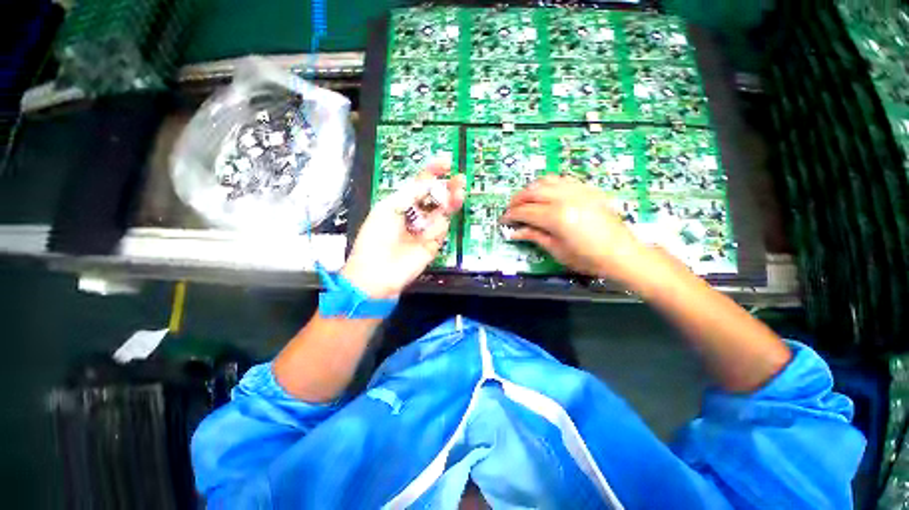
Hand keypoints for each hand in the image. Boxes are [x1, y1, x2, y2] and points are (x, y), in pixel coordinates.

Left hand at [341, 161, 465, 297]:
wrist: (377, 273)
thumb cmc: (376, 237)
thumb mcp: (388, 209)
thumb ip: (409, 195)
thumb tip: (428, 182)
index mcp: (400, 204)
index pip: (419, 185)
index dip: (431, 173)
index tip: (445, 162)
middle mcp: (415, 215)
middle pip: (434, 198)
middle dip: (446, 186)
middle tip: (458, 178)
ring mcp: (425, 230)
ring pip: (442, 212)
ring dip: (451, 200)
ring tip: (460, 189)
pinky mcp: (433, 244)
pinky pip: (441, 228)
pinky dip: (444, 219)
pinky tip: (446, 211)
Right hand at [501, 176, 652, 285]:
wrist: (621, 253)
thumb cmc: (587, 258)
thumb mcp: (557, 250)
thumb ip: (534, 236)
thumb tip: (514, 232)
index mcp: (557, 217)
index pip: (525, 211)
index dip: (511, 215)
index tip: (503, 220)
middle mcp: (565, 198)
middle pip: (532, 191)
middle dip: (517, 200)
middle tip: (511, 210)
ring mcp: (578, 191)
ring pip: (546, 181)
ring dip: (531, 189)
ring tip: (525, 200)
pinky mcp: (587, 190)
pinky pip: (562, 179)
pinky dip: (548, 184)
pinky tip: (545, 194)